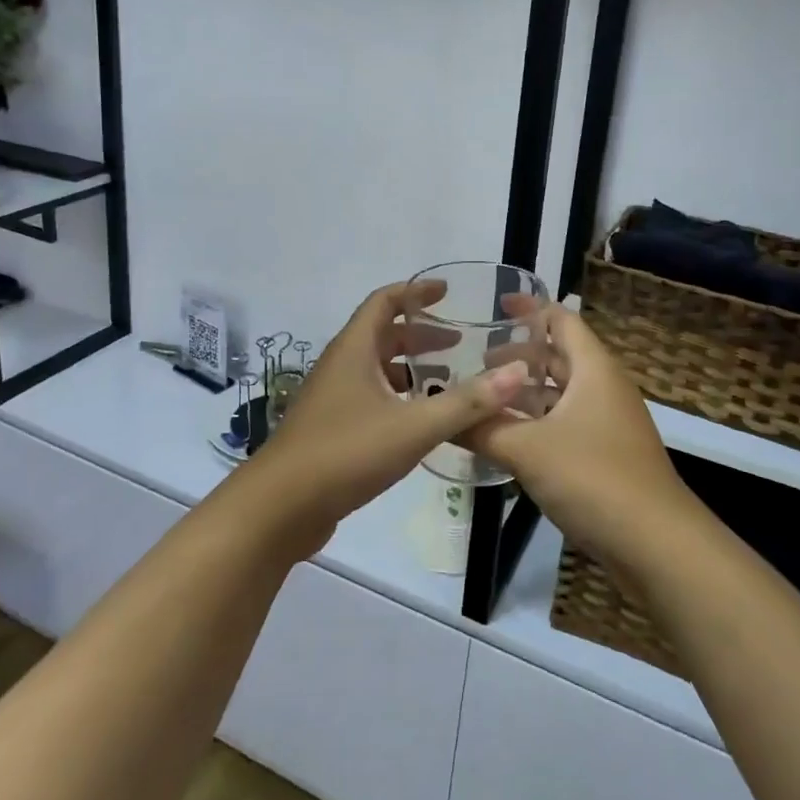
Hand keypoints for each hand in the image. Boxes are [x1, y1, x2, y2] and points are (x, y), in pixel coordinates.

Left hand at [235, 280, 530, 557]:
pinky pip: (371, 397)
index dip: (415, 292)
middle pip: (382, 335)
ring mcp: (333, 398)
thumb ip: (467, 401)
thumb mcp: (413, 426)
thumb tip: (518, 373)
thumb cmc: (346, 452)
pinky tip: (421, 422)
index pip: (384, 301)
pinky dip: (398, 397)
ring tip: (448, 380)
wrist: (281, 507)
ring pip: (376, 369)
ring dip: (410, 368)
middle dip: (420, 335)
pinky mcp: (332, 428)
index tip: (447, 292)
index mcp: (354, 349)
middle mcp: (341, 365)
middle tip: (459, 343)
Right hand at [468, 306, 703, 575]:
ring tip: (484, 397)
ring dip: (526, 392)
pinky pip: (566, 423)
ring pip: (561, 394)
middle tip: (475, 360)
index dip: (530, 309)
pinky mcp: (607, 455)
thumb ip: (481, 428)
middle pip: (559, 356)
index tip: (495, 305)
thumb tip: (441, 416)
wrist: (657, 545)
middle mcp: (603, 387)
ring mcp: (608, 423)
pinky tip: (507, 438)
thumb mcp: (526, 449)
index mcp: (593, 369)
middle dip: (519, 355)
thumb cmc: (593, 478)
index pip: (561, 320)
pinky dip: (537, 421)